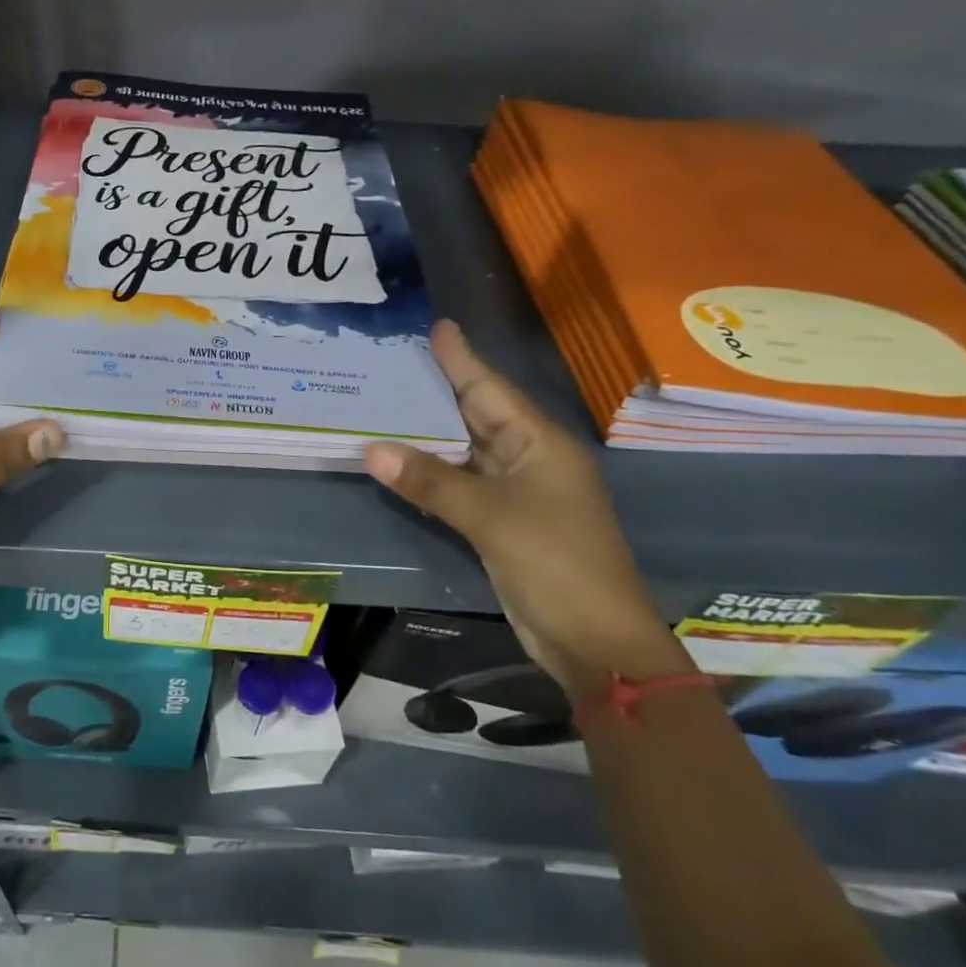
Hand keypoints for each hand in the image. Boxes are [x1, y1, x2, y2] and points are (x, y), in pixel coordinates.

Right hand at [364, 320, 688, 697]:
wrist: (594, 641)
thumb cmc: (555, 563)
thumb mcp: (490, 517)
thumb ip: (430, 481)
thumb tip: (371, 450)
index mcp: (540, 443)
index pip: (491, 389)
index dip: (462, 358)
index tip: (437, 326)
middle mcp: (528, 458)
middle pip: (476, 414)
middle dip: (438, 389)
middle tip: (393, 360)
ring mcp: (516, 492)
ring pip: (464, 450)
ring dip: (428, 432)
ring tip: (385, 402)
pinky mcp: (501, 522)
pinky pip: (459, 483)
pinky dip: (430, 471)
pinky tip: (400, 459)